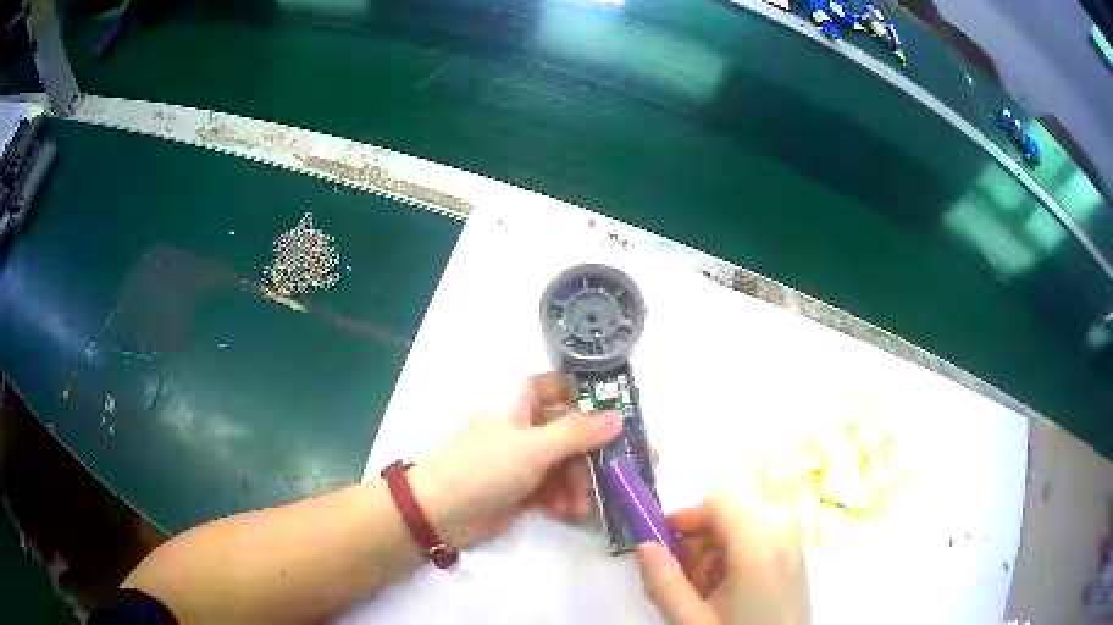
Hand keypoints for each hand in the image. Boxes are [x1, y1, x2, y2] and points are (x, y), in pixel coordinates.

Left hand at [409, 372, 622, 548]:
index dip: (593, 399)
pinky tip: (567, 512)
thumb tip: (618, 417)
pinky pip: (552, 484)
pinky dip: (562, 496)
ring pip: (565, 462)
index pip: (564, 387)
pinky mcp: (521, 484)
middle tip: (627, 472)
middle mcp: (524, 422)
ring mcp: (522, 455)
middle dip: (594, 455)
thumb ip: (579, 433)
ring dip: (578, 483)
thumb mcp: (534, 448)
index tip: (625, 419)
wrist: (440, 512)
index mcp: (520, 398)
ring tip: (582, 506)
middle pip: (571, 431)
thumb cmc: (485, 466)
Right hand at [635, 494, 809, 624]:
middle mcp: (782, 535)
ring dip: (714, 553)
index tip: (662, 547)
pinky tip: (727, 594)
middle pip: (730, 514)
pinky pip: (758, 542)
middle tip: (683, 581)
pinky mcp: (795, 560)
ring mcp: (792, 547)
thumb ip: (663, 582)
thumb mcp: (691, 620)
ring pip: (742, 528)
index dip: (686, 517)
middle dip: (699, 542)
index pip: (719, 501)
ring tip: (704, 594)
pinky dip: (734, 559)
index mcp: (759, 546)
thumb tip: (642, 545)